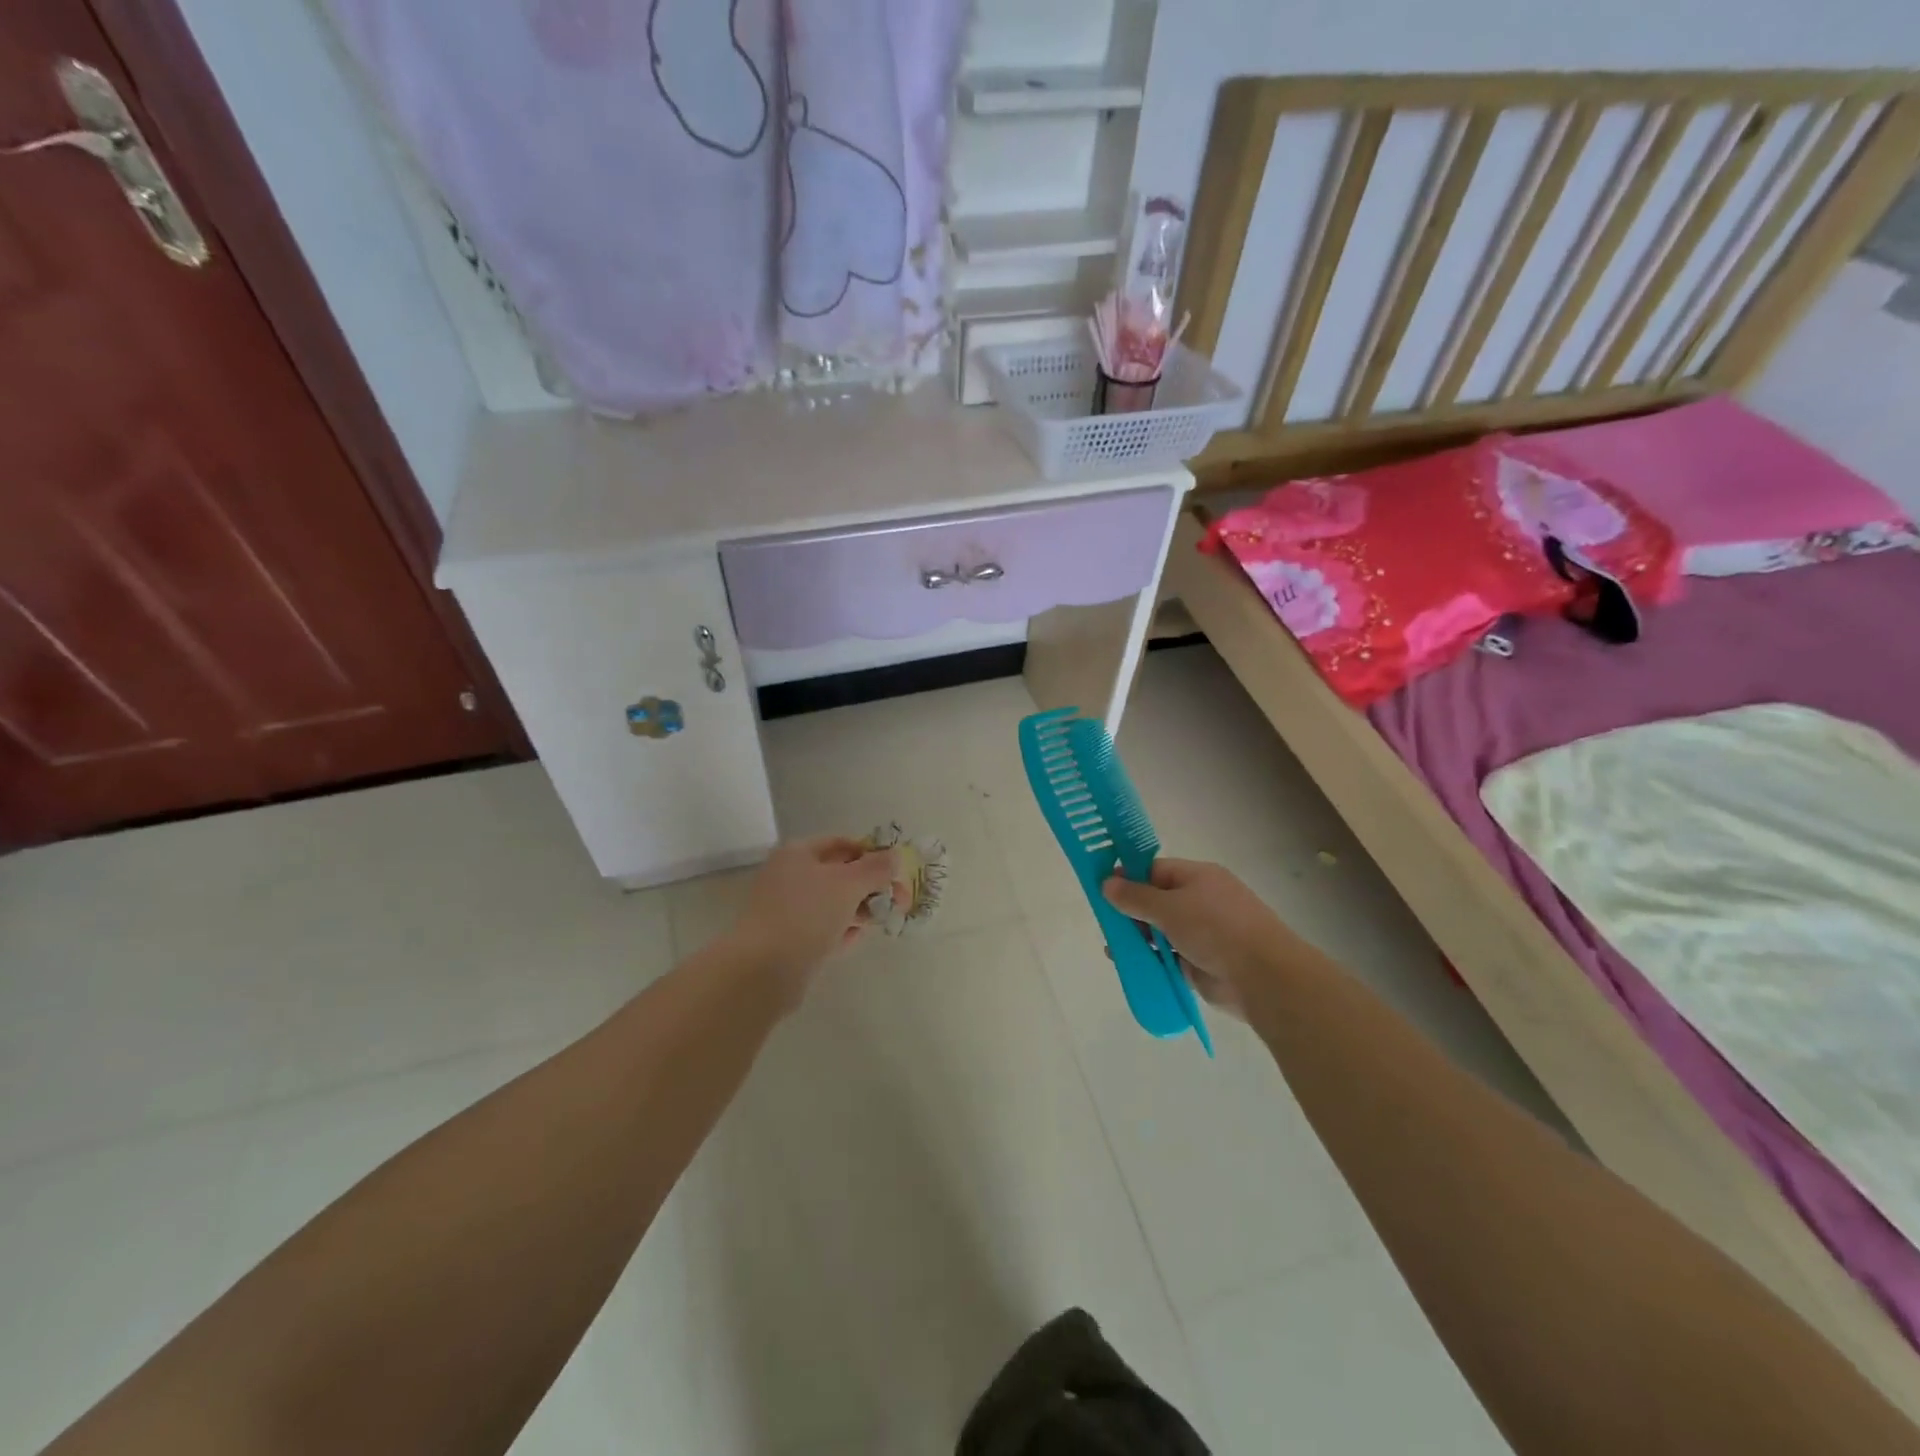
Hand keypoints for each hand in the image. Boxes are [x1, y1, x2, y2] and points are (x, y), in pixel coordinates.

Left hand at [727, 837, 900, 998]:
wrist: (764, 970)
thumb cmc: (807, 914)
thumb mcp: (848, 885)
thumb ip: (875, 868)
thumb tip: (895, 855)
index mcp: (797, 853)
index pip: (841, 844)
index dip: (871, 854)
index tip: (895, 871)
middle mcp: (788, 876)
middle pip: (838, 874)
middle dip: (869, 886)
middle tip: (898, 901)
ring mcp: (786, 909)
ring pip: (831, 903)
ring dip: (859, 909)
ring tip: (881, 920)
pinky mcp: (788, 940)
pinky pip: (822, 928)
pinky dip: (841, 930)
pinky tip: (857, 938)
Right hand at [1103, 858, 1296, 1017]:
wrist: (1262, 977)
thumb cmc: (1216, 928)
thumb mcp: (1169, 907)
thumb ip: (1135, 897)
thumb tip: (1107, 883)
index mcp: (1198, 877)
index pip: (1155, 870)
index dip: (1128, 876)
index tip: (1102, 887)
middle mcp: (1200, 901)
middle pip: (1155, 901)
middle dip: (1129, 911)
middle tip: (1104, 921)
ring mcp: (1201, 934)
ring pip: (1160, 931)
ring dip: (1137, 938)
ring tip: (1113, 946)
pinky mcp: (1200, 963)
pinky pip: (1167, 957)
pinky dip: (1149, 959)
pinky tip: (1128, 965)